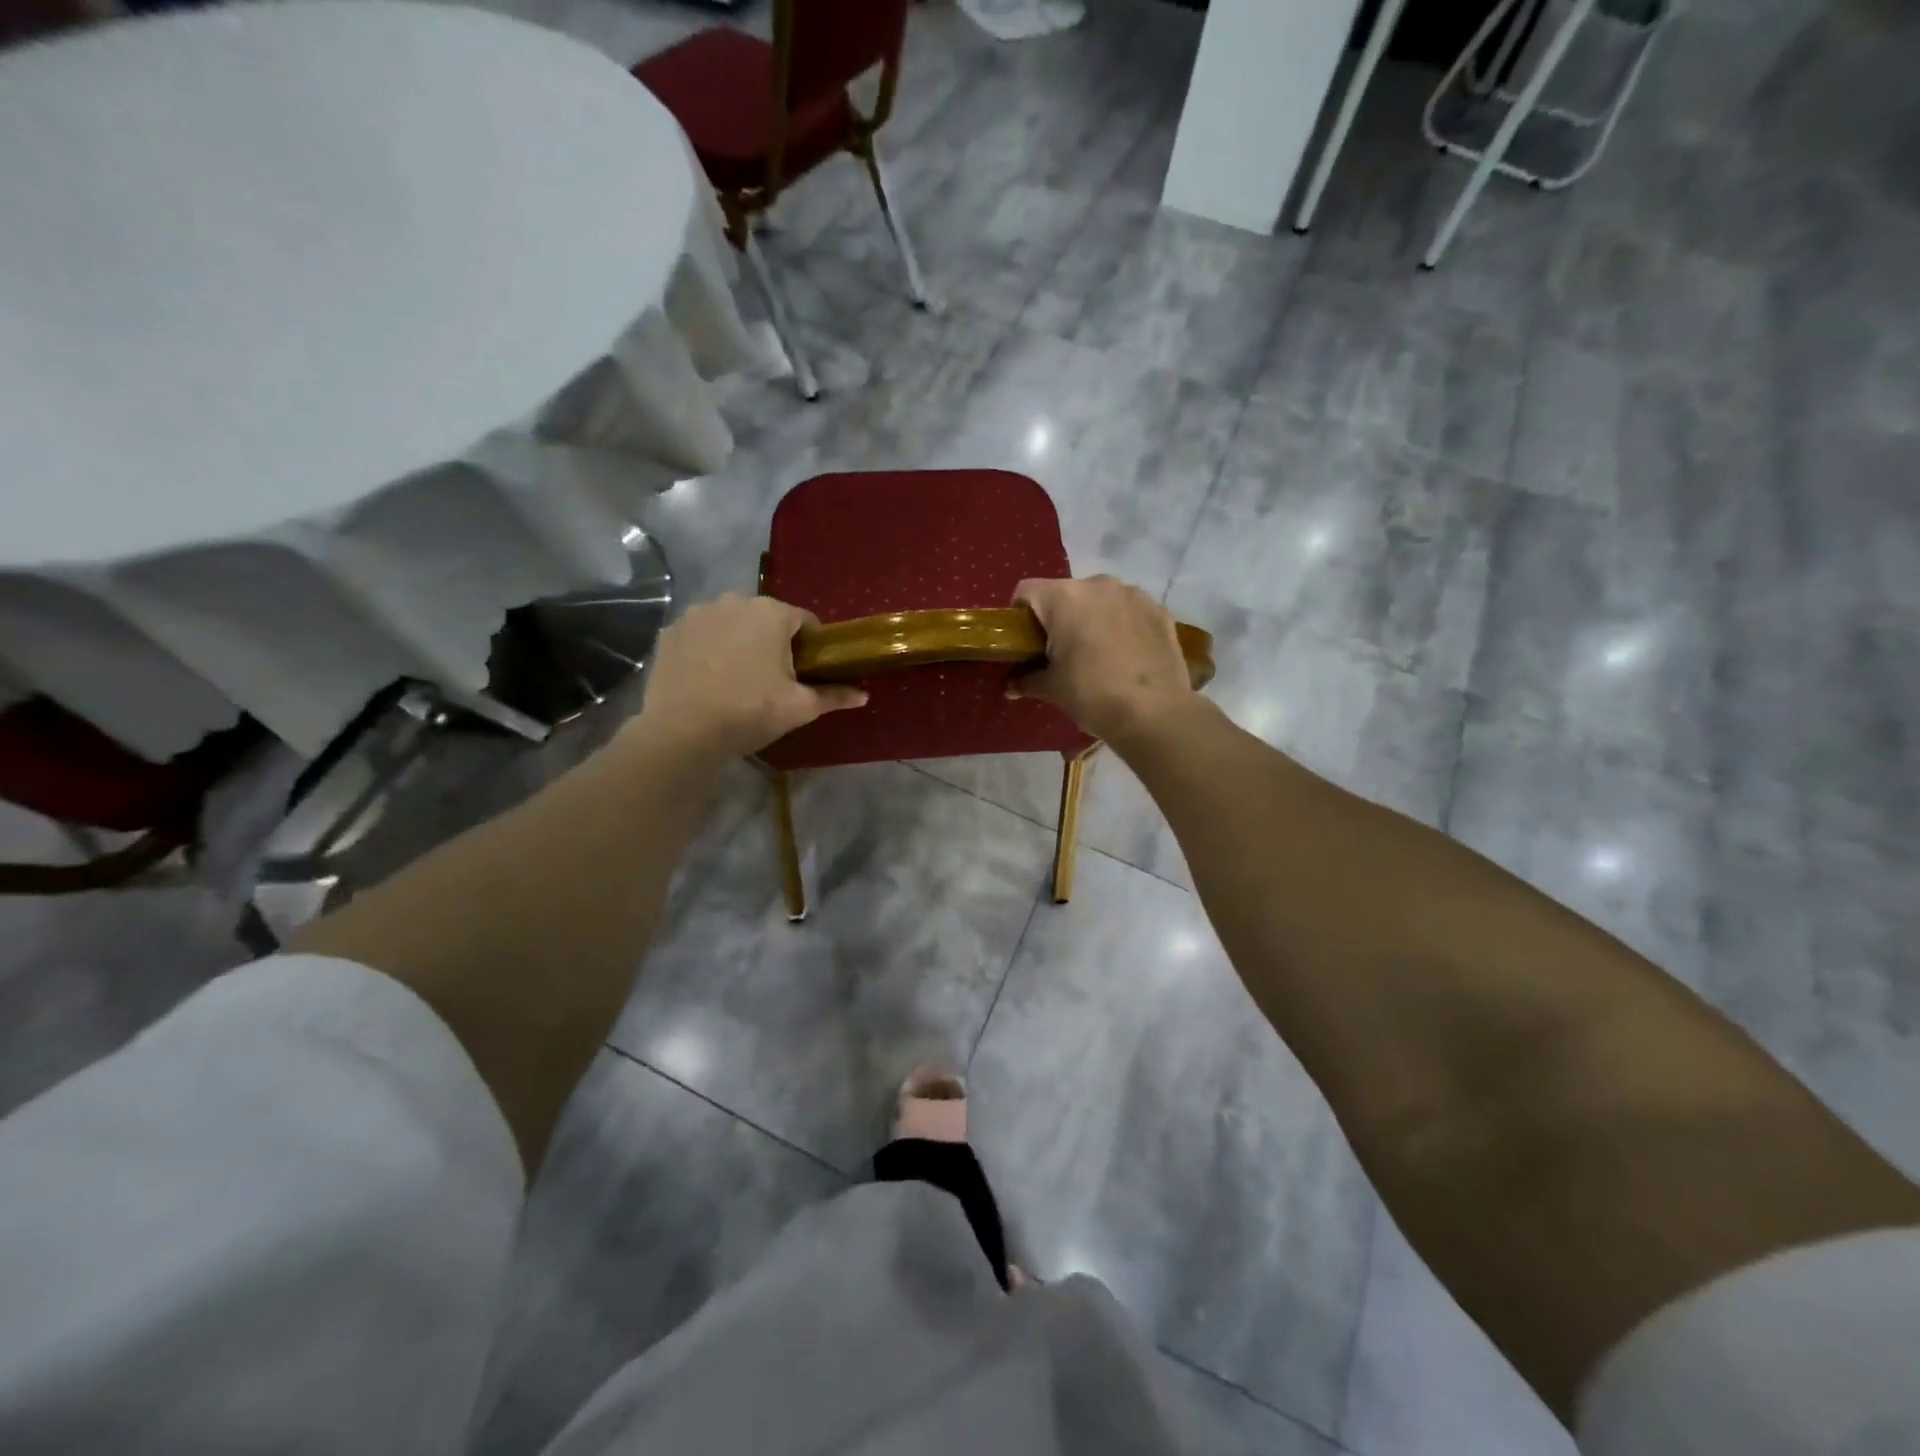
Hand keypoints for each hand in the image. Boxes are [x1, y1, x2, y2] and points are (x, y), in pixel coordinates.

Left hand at [630, 594, 865, 762]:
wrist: (681, 732)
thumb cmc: (749, 712)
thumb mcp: (799, 708)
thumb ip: (834, 695)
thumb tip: (864, 694)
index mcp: (771, 612)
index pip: (805, 621)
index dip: (811, 647)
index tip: (807, 674)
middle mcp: (734, 600)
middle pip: (766, 619)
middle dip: (773, 642)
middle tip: (773, 680)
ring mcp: (697, 613)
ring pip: (731, 624)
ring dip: (739, 642)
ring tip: (737, 679)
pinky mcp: (670, 631)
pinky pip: (702, 634)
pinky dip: (709, 649)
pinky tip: (708, 678)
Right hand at [1009, 576, 1195, 743]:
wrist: (1154, 713)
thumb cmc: (1092, 695)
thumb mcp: (1052, 689)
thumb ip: (1027, 679)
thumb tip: (1011, 685)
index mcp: (1064, 597)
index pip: (1026, 592)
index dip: (1019, 616)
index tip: (1025, 643)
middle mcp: (1098, 584)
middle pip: (1065, 594)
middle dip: (1059, 618)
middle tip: (1060, 653)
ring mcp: (1133, 594)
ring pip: (1100, 599)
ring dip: (1092, 618)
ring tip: (1097, 654)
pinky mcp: (1159, 610)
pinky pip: (1129, 610)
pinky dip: (1122, 625)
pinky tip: (1126, 655)